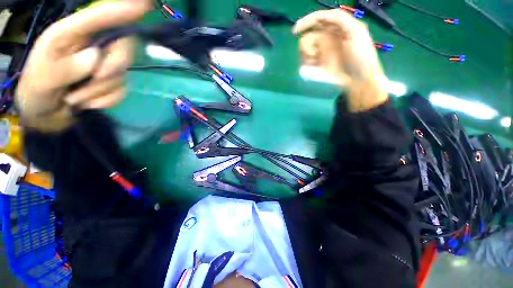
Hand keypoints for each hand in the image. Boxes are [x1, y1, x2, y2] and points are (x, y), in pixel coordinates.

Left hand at [16, 0, 150, 131]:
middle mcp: (93, 46)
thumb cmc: (38, 90)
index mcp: (71, 35)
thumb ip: (65, 67)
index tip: (145, 3)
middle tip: (95, 79)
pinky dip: (105, 100)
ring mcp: (105, 65)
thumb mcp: (42, 78)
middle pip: (123, 48)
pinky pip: (121, 91)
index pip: (100, 17)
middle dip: (113, 67)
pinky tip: (87, 102)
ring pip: (121, 74)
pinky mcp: (113, 82)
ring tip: (76, 97)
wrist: (47, 113)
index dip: (122, 10)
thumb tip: (95, 58)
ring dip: (99, 91)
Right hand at [293, 9, 387, 111]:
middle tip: (312, 56)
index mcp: (337, 27)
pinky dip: (306, 64)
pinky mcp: (320, 65)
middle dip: (307, 45)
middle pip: (310, 35)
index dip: (306, 22)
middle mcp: (328, 38)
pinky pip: (308, 62)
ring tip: (313, 63)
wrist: (359, 80)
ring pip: (306, 49)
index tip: (294, 32)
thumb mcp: (357, 32)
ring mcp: (323, 52)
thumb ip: (341, 20)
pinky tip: (313, 68)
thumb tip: (324, 16)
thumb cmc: (361, 56)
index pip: (319, 19)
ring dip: (306, 55)